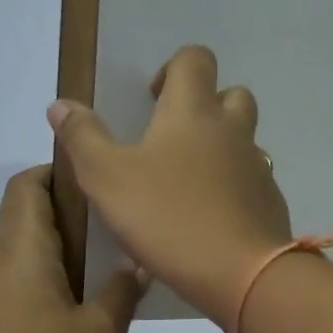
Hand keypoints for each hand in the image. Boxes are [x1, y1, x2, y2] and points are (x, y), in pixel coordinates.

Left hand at [0, 166, 142, 332]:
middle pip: (31, 217)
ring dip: (65, 259)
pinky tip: (79, 320)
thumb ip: (122, 292)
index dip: (61, 173)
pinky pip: (17, 286)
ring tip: (109, 281)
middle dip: (76, 220)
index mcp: (21, 248)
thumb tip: (136, 265)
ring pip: (27, 255)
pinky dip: (48, 287)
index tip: (102, 188)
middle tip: (123, 238)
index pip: (29, 183)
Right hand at [48, 45, 290, 330]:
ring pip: (245, 140)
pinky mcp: (270, 202)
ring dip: (222, 147)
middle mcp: (233, 130)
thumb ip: (83, 139)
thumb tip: (62, 105)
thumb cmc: (169, 218)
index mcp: (194, 112)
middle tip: (173, 137)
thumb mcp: (108, 179)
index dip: (174, 68)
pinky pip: (253, 180)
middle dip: (206, 104)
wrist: (242, 273)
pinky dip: (235, 186)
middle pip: (232, 94)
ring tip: (188, 182)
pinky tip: (212, 217)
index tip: (153, 99)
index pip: (195, 59)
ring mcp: (258, 167)